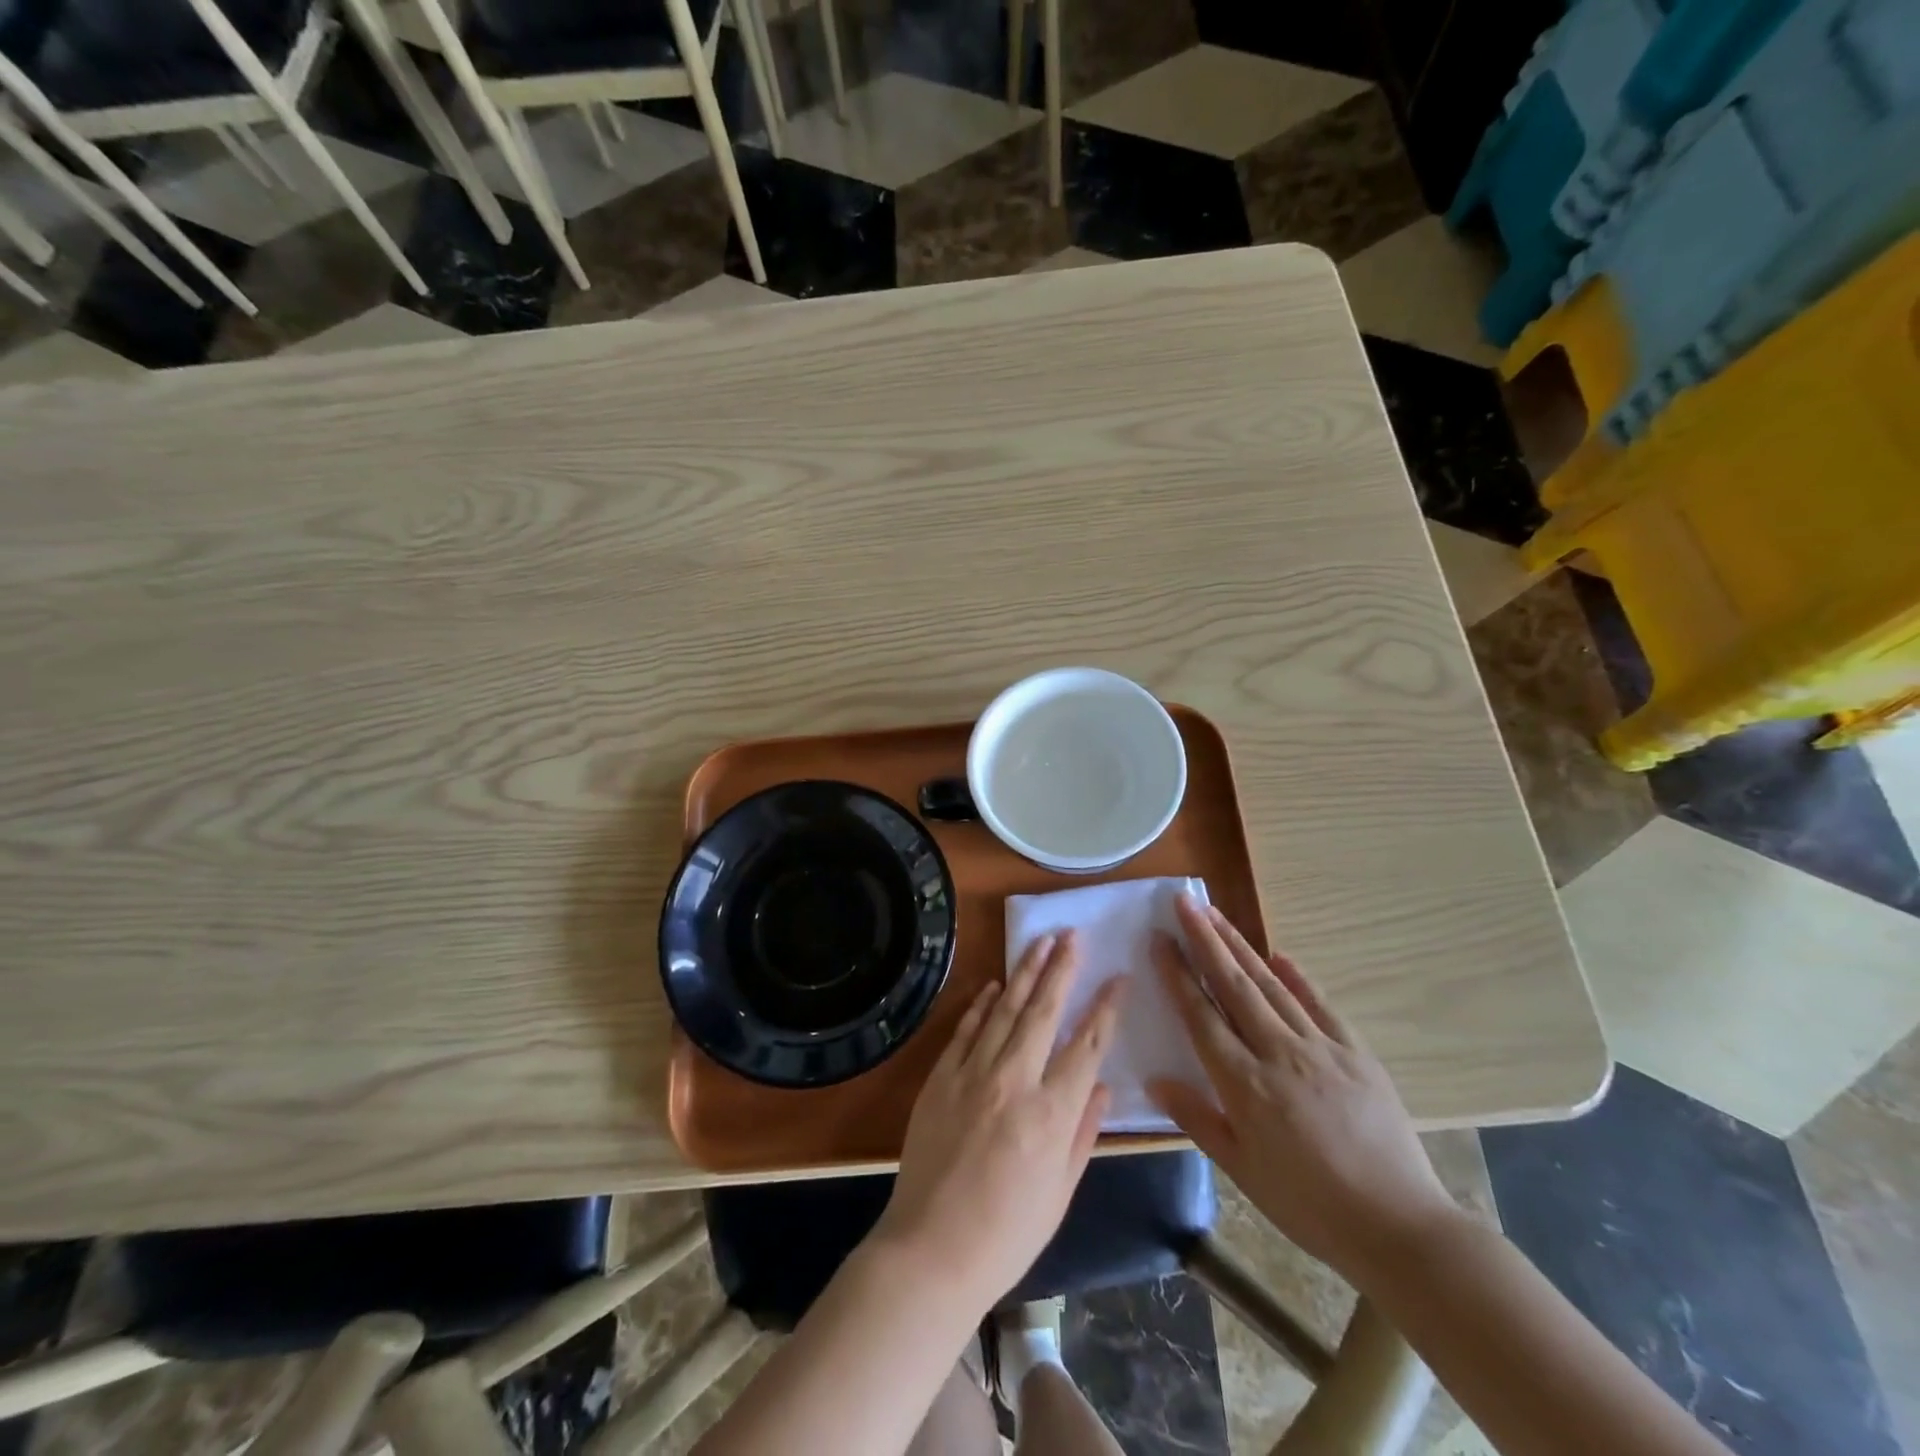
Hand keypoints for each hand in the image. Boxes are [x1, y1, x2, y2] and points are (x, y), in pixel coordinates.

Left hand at [870, 930, 1122, 1311]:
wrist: (930, 1249)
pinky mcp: (941, 1077)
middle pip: (1043, 1011)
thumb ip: (1083, 1133)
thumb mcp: (1061, 1192)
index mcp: (1051, 1113)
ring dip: (1025, 972)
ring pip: (1004, 1009)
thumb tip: (1103, 1087)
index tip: (1119, 976)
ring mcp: (972, 1073)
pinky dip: (982, 1004)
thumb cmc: (1007, 1233)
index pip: (1087, 1045)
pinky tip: (994, 984)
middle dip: (1061, 968)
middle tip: (1073, 935)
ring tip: (1041, 942)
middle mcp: (1014, 1081)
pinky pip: (966, 1029)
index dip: (1106, 1007)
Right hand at [1148, 895, 1457, 1283]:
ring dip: (1240, 946)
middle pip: (1233, 984)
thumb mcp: (1241, 1170)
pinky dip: (1298, 976)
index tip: (1160, 938)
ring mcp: (1321, 1047)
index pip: (1201, 1014)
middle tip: (1183, 902)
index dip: (1177, 973)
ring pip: (1271, 985)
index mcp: (1244, 1083)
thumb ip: (1197, 1118)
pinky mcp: (1356, 1052)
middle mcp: (1278, 1052)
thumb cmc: (1308, 1205)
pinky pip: (1321, 1004)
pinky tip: (1280, 955)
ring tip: (1216, 915)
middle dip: (1205, 939)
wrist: (1400, 1227)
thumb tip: (1155, 1079)